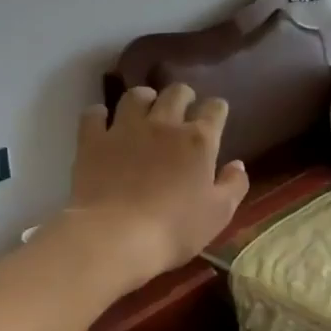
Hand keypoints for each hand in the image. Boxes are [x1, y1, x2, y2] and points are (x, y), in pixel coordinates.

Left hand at [66, 83, 249, 290]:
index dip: (217, 109)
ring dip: (144, 99)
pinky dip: (100, 115)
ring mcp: (125, 129)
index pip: (215, 108)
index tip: (216, 117)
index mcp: (199, 140)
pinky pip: (94, 114)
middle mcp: (164, 124)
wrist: (116, 238)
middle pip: (176, 92)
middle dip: (183, 96)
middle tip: (182, 109)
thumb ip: (234, 185)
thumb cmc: (175, 228)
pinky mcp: (93, 141)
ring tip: (144, 110)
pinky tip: (103, 124)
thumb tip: (237, 164)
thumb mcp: (219, 214)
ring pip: (136, 96)